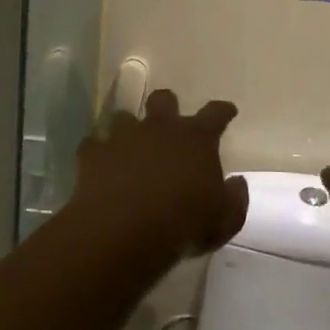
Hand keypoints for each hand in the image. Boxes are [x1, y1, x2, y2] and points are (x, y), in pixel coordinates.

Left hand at [72, 90, 248, 261]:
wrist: (124, 231)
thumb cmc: (183, 224)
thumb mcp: (225, 220)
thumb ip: (235, 198)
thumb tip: (237, 182)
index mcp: (196, 138)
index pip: (215, 113)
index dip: (223, 110)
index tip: (227, 110)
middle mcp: (160, 128)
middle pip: (164, 99)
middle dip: (167, 106)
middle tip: (169, 121)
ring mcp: (124, 137)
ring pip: (124, 116)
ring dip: (128, 128)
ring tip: (129, 144)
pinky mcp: (94, 154)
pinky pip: (93, 145)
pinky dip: (97, 152)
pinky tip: (99, 165)